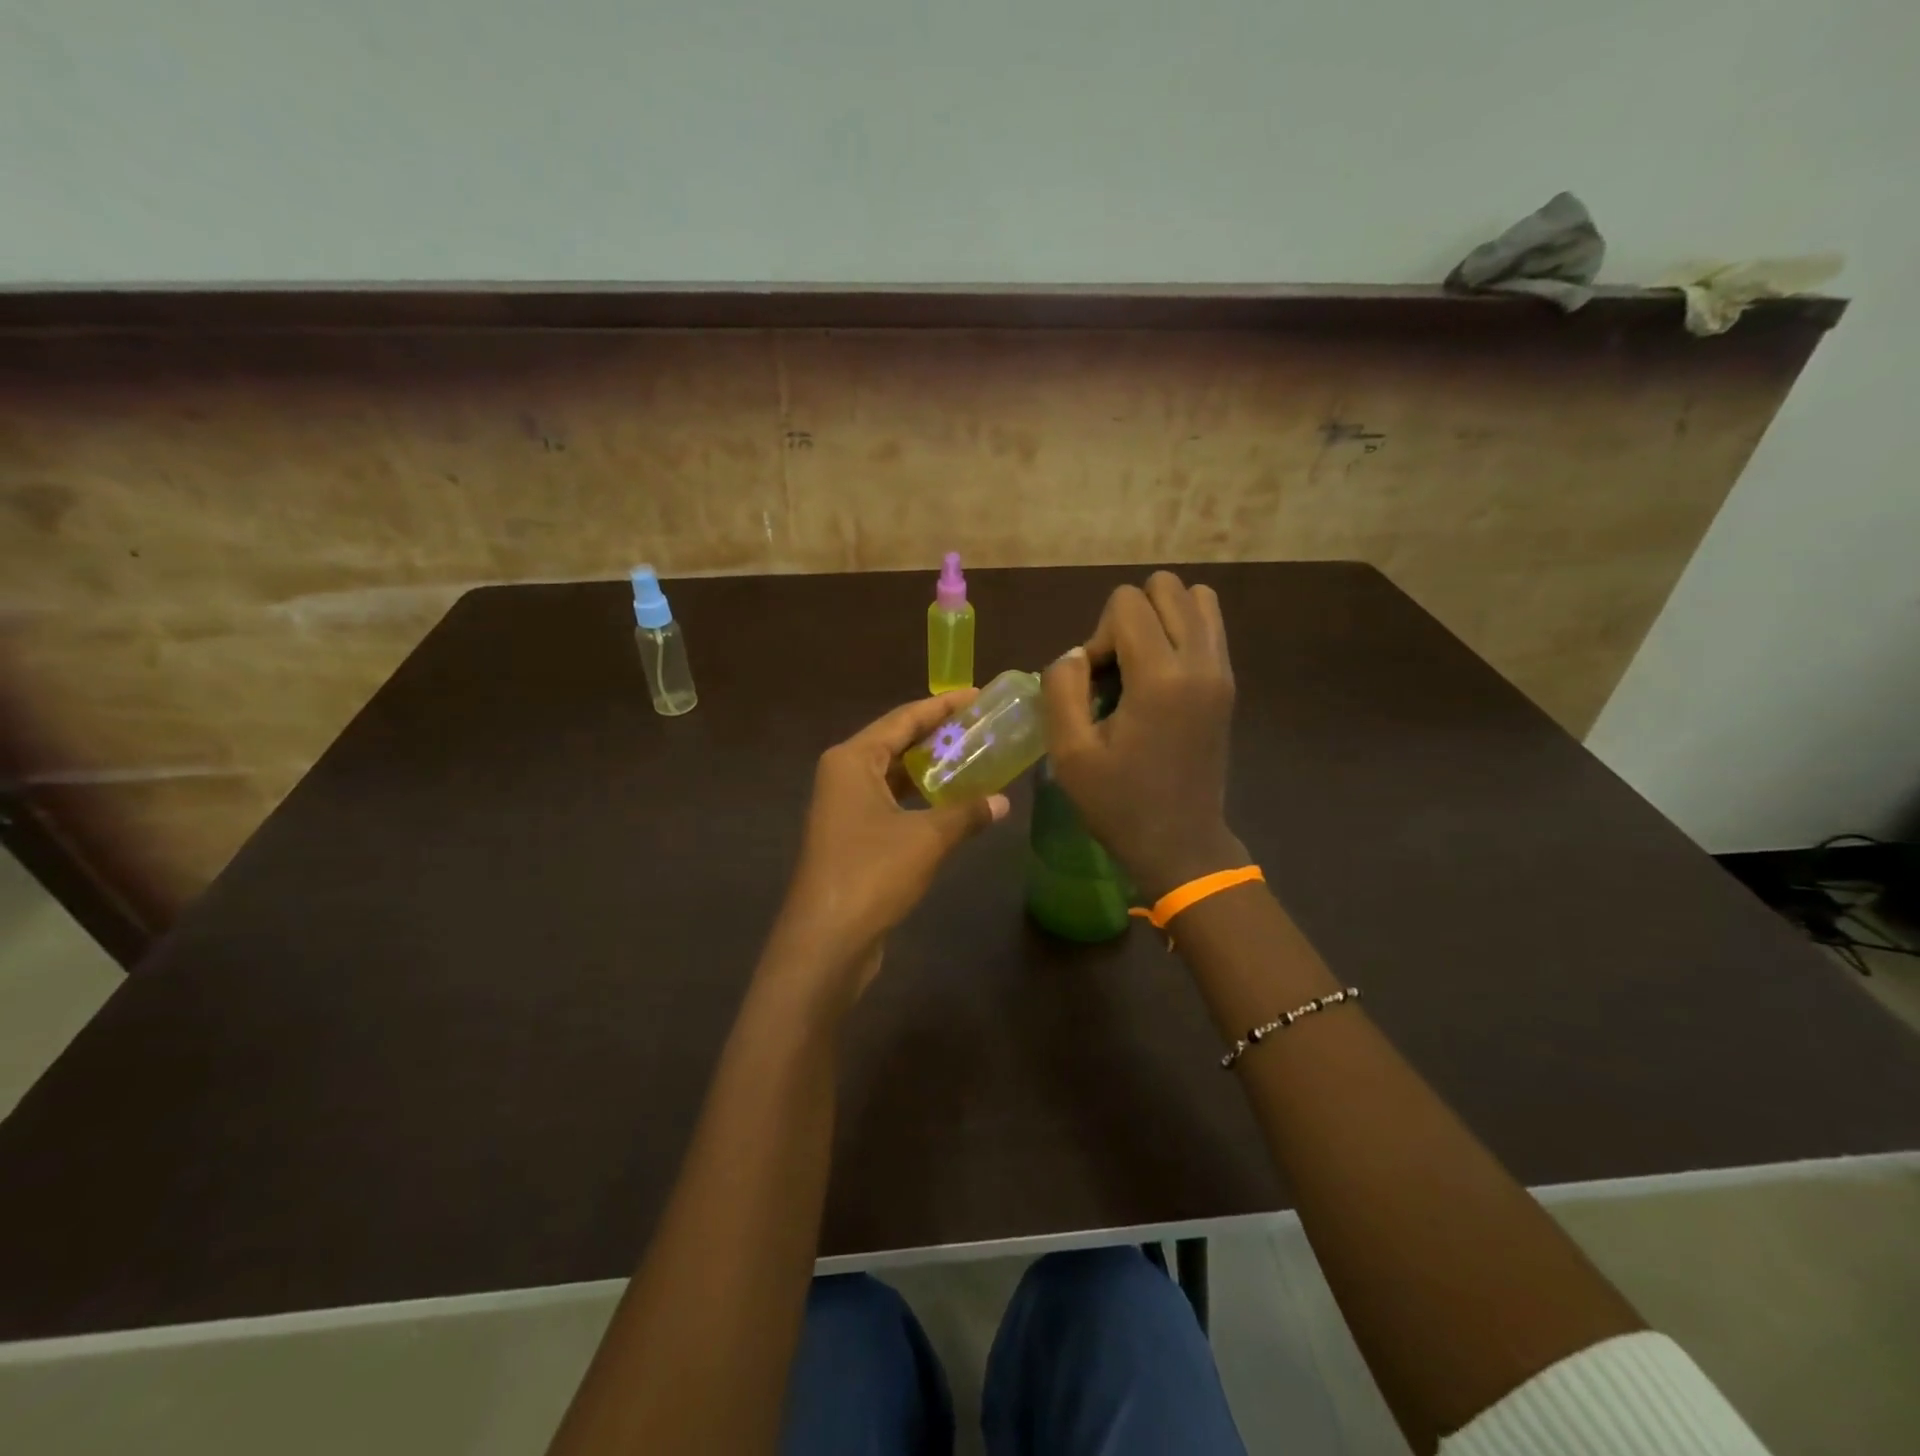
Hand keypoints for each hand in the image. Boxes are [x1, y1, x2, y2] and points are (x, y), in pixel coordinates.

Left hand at [764, 691, 1010, 1007]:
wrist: (826, 940)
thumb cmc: (872, 873)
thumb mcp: (928, 838)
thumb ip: (967, 813)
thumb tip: (1003, 801)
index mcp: (852, 759)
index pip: (904, 718)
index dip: (943, 706)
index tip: (978, 694)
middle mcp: (844, 774)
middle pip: (897, 742)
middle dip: (939, 735)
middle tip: (983, 726)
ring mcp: (844, 807)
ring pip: (894, 775)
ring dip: (930, 769)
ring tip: (974, 758)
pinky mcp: (852, 837)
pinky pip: (892, 802)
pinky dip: (920, 798)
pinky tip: (951, 803)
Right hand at [1041, 572, 1245, 899]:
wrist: (1181, 844)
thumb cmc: (1119, 803)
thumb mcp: (1069, 752)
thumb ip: (1061, 688)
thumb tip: (1077, 655)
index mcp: (1161, 677)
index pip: (1126, 602)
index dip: (1098, 636)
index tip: (1096, 687)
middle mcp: (1200, 661)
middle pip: (1165, 587)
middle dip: (1130, 618)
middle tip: (1117, 672)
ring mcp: (1222, 671)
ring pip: (1197, 598)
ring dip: (1160, 619)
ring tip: (1141, 667)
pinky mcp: (1228, 684)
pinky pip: (1209, 626)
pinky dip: (1181, 633)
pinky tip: (1160, 678)